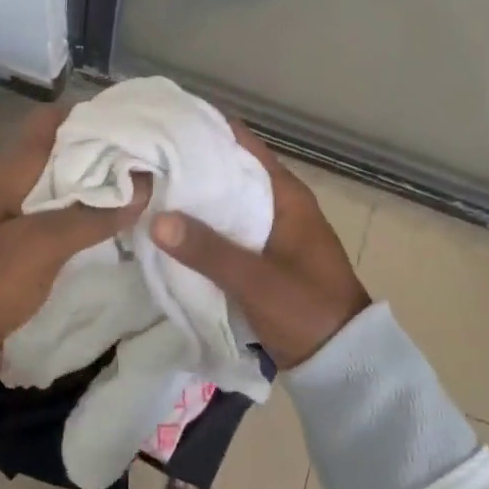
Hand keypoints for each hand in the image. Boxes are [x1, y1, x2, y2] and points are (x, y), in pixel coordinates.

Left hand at [0, 105, 150, 367]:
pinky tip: (111, 231)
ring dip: (96, 190)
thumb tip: (143, 185)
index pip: (50, 122)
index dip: (90, 116)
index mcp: (11, 172)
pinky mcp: (16, 249)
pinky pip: (57, 222)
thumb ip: (90, 216)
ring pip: (62, 190)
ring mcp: (12, 219)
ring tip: (141, 194)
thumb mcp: (40, 245)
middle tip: (149, 163)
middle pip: (61, 155)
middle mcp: (12, 187)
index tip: (132, 125)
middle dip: (102, 155)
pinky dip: (84, 220)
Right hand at [148, 122, 369, 369]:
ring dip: (195, 198)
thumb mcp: (256, 280)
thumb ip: (208, 250)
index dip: (204, 131)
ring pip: (226, 202)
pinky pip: (227, 229)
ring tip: (148, 189)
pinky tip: (171, 230)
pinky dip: (203, 226)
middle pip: (230, 170)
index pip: (242, 144)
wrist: (344, 362)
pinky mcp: (264, 256)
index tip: (163, 126)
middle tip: (145, 160)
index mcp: (287, 194)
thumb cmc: (307, 310)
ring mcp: (272, 230)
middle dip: (191, 165)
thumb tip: (155, 217)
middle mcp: (279, 203)